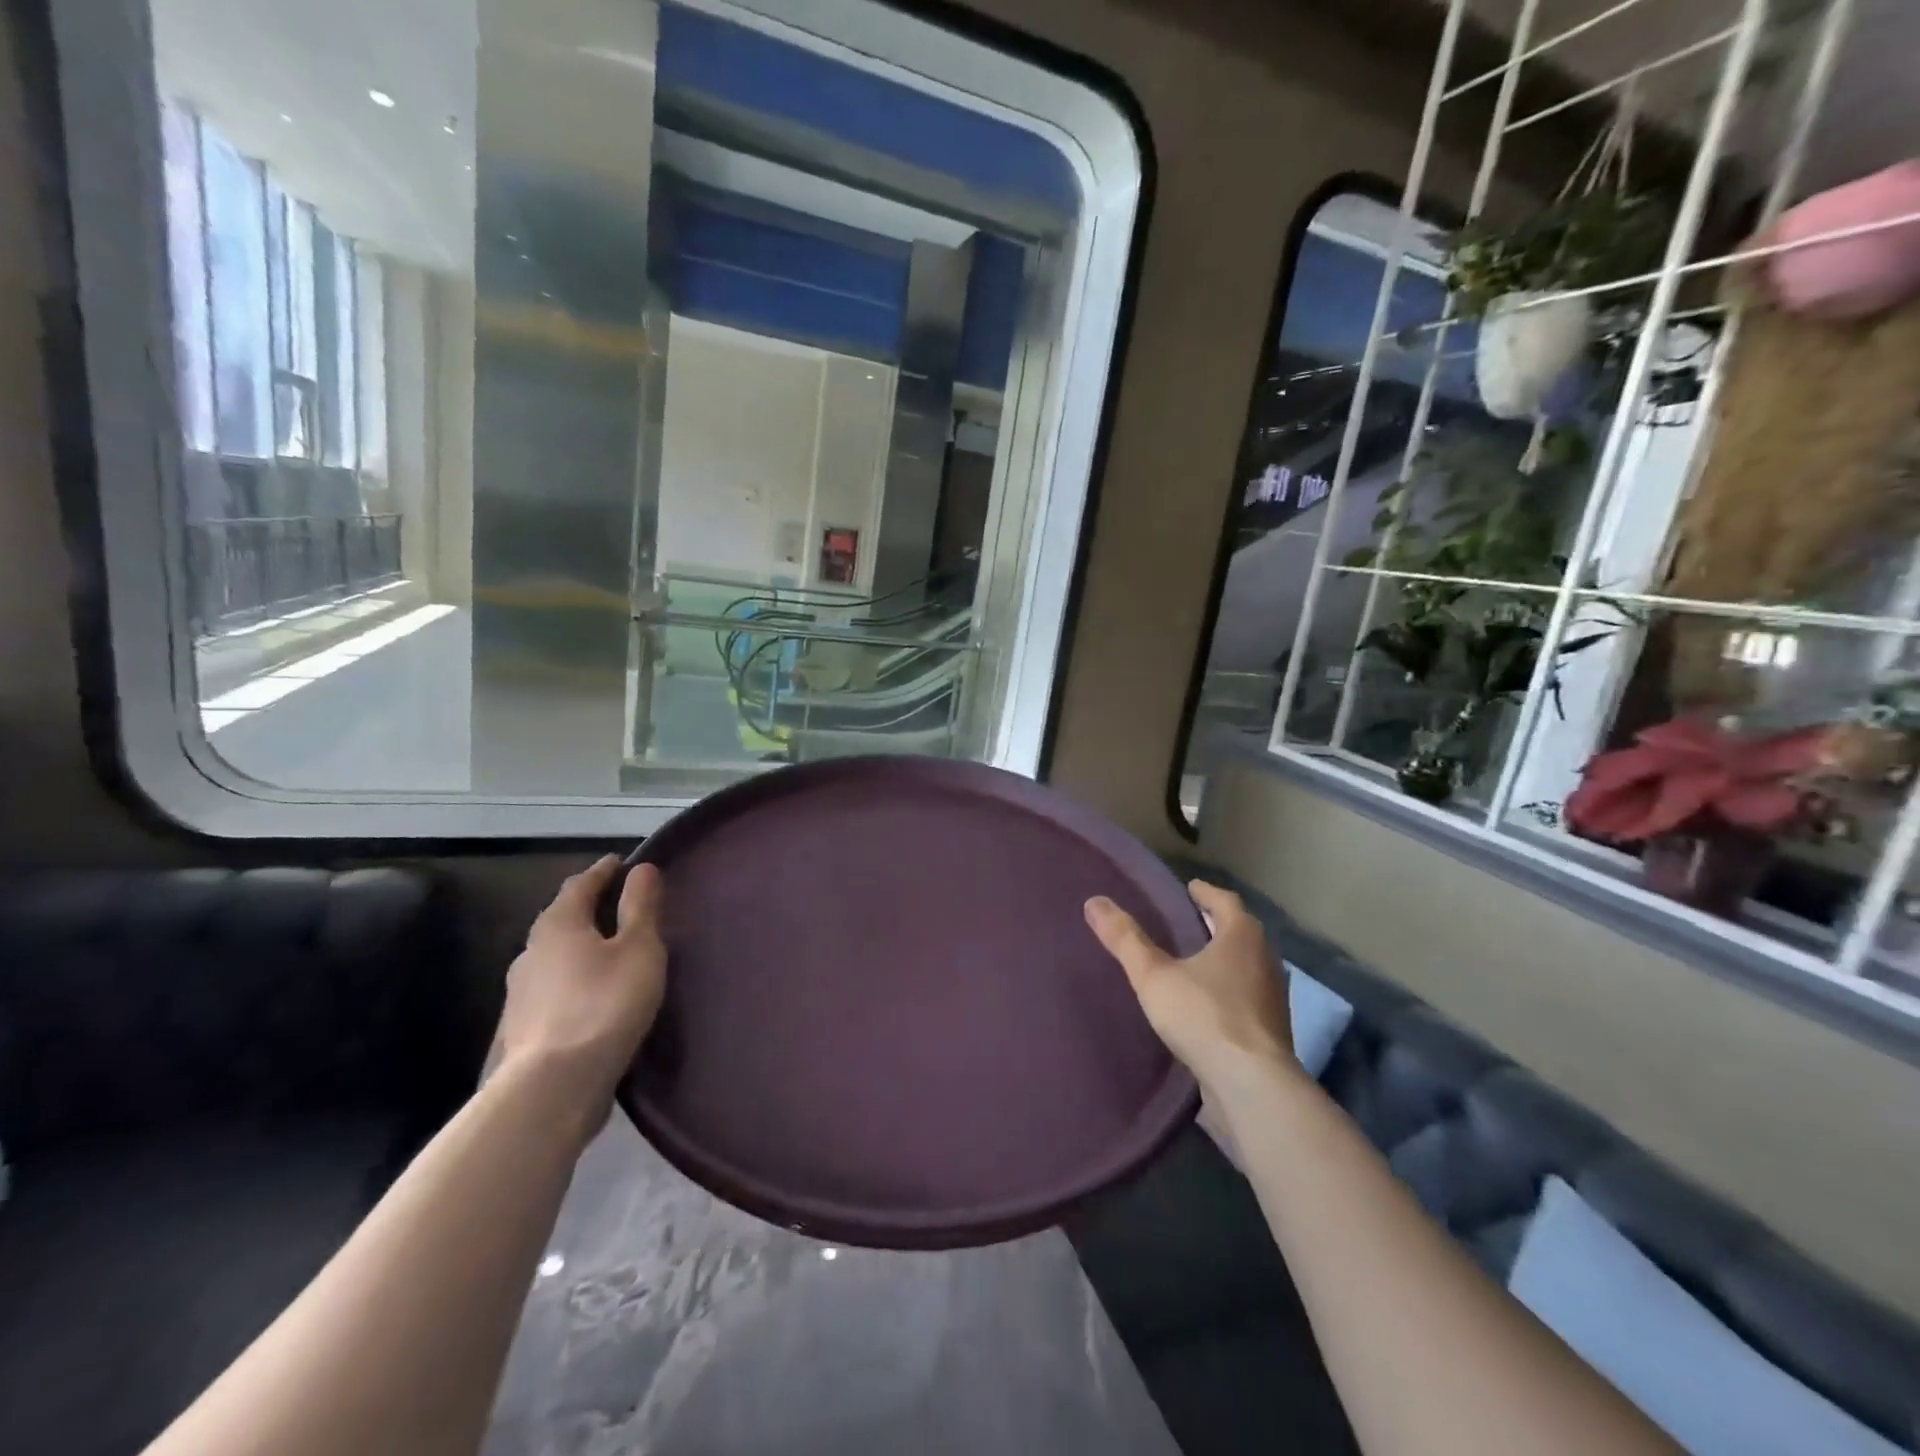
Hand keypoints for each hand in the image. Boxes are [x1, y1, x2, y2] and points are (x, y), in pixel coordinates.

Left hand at [494, 856, 667, 1136]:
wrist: (553, 1087)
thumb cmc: (604, 1004)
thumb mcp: (639, 949)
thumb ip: (641, 907)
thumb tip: (642, 868)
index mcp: (558, 925)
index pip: (580, 885)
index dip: (603, 871)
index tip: (620, 863)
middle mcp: (531, 952)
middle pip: (562, 919)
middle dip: (588, 909)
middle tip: (617, 905)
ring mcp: (520, 993)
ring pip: (554, 957)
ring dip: (579, 948)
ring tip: (607, 952)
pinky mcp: (522, 1029)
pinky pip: (553, 989)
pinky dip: (573, 981)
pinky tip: (590, 996)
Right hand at [1085, 880, 1298, 1089]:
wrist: (1252, 1086)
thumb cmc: (1204, 1016)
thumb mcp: (1153, 975)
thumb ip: (1125, 939)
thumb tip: (1094, 901)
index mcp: (1242, 936)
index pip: (1226, 901)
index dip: (1205, 893)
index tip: (1190, 888)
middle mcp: (1265, 960)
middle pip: (1240, 932)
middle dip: (1216, 924)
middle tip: (1189, 920)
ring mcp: (1272, 997)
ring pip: (1247, 965)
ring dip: (1225, 958)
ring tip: (1194, 960)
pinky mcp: (1271, 1030)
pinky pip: (1247, 996)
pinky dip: (1229, 989)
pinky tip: (1206, 1002)